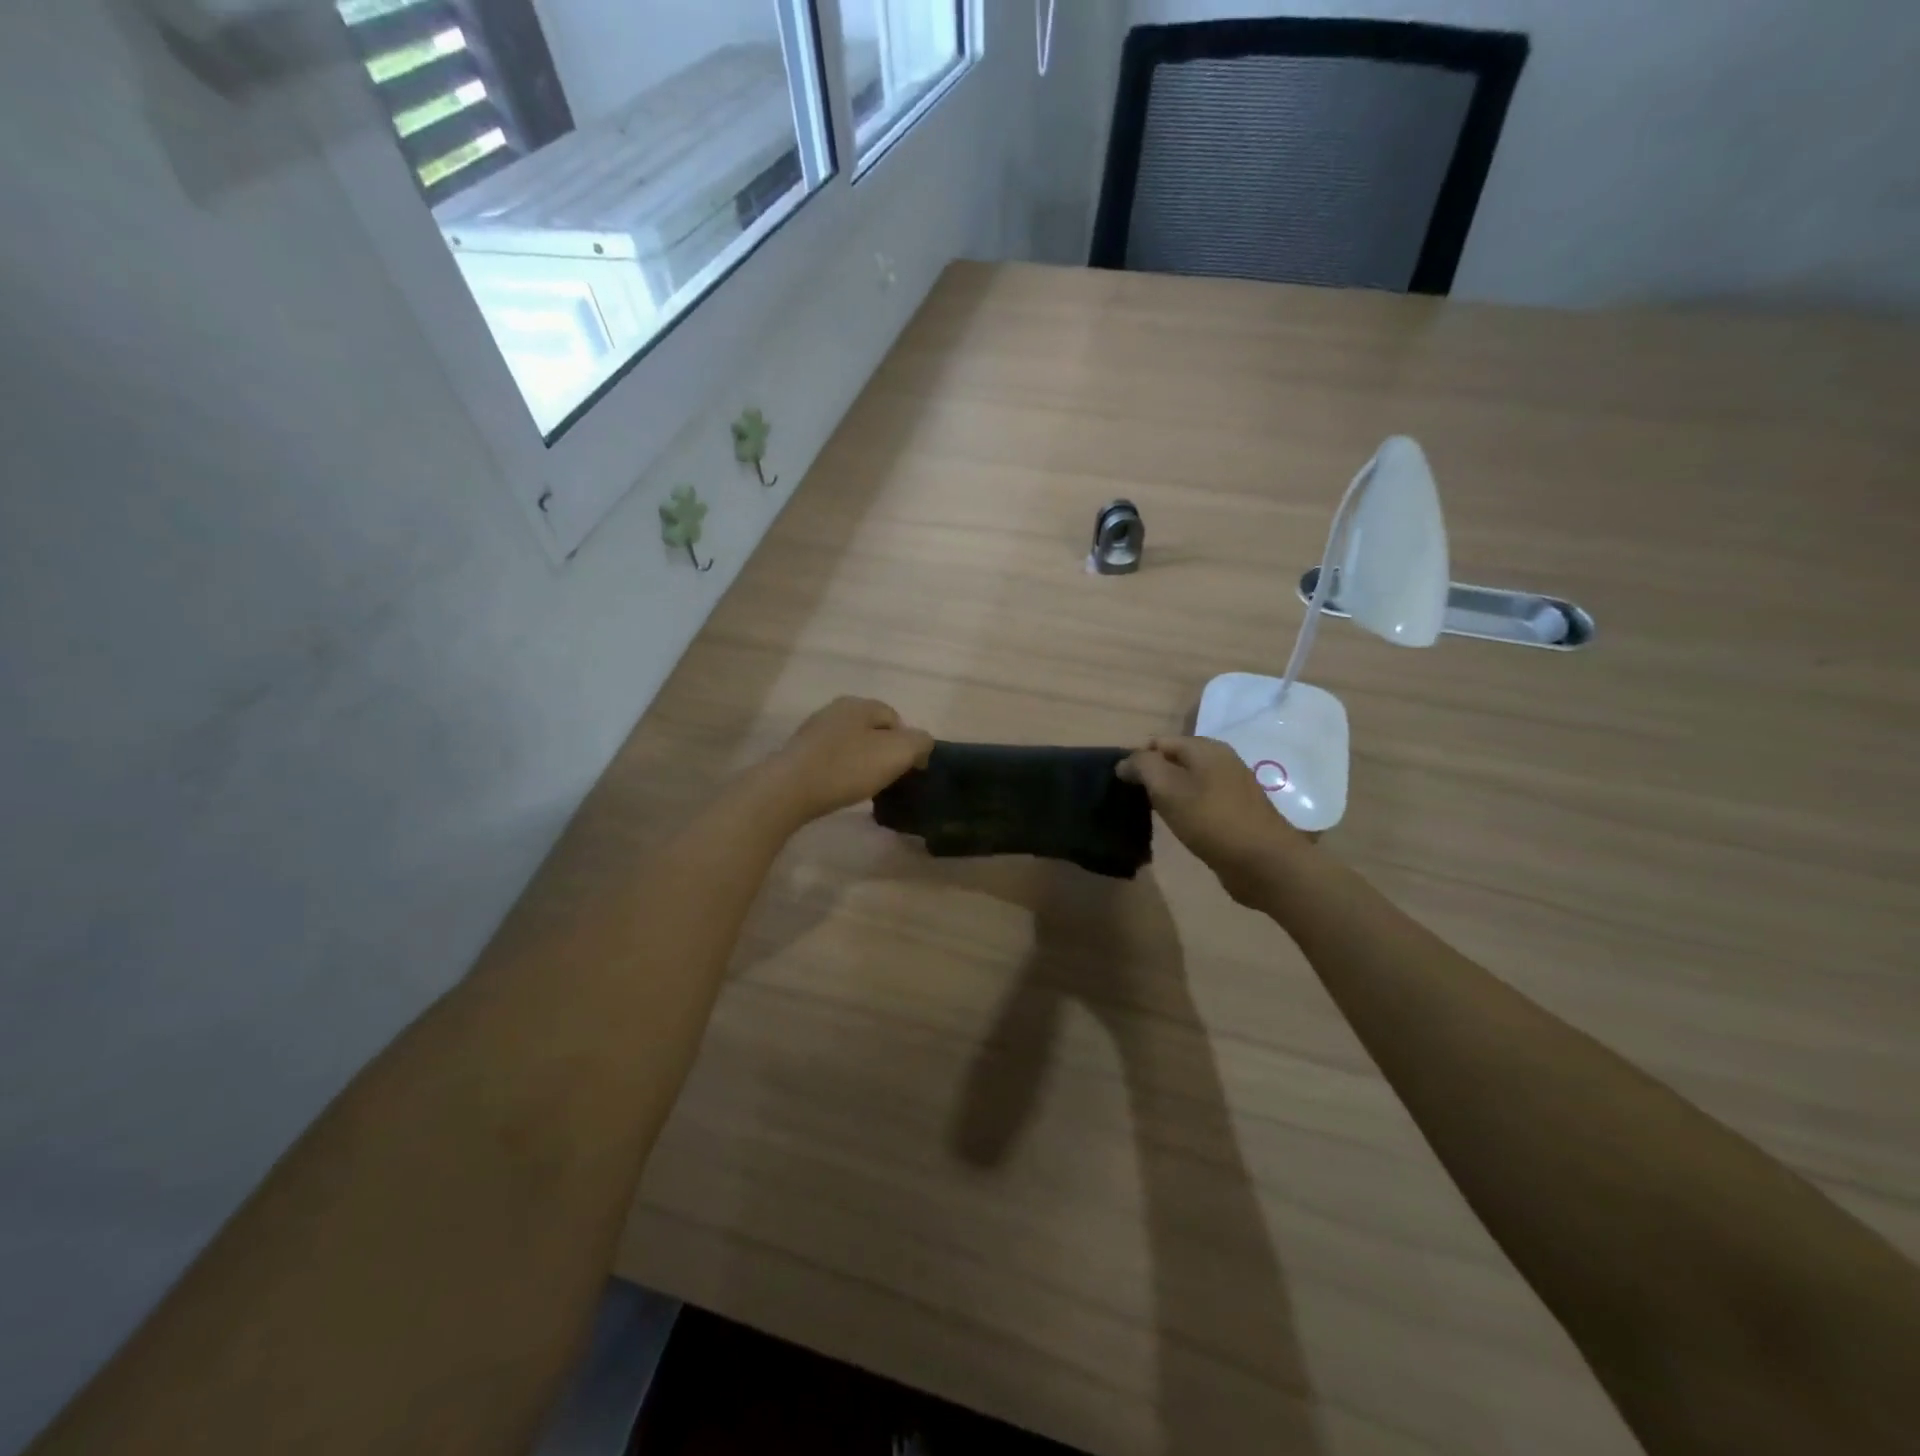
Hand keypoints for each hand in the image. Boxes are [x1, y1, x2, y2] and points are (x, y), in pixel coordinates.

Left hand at [762, 697, 933, 825]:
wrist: (789, 790)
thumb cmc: (847, 767)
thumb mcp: (898, 753)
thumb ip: (920, 743)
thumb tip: (921, 745)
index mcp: (859, 704)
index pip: (895, 718)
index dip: (908, 743)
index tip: (908, 770)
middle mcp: (835, 709)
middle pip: (872, 730)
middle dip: (883, 752)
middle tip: (888, 778)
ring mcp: (813, 730)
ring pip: (851, 744)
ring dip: (861, 762)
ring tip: (864, 786)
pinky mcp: (798, 753)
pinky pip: (831, 758)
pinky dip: (841, 771)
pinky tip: (840, 788)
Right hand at [1118, 736, 1309, 905]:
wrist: (1264, 863)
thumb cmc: (1211, 820)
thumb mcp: (1168, 788)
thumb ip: (1142, 767)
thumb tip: (1124, 762)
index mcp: (1205, 747)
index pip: (1158, 742)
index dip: (1137, 760)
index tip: (1123, 786)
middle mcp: (1220, 760)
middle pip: (1173, 761)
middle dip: (1152, 778)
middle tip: (1135, 802)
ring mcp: (1231, 786)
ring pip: (1187, 782)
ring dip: (1168, 795)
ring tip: (1154, 815)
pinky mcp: (1236, 811)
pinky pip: (1201, 801)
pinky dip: (1186, 810)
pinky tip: (1180, 826)